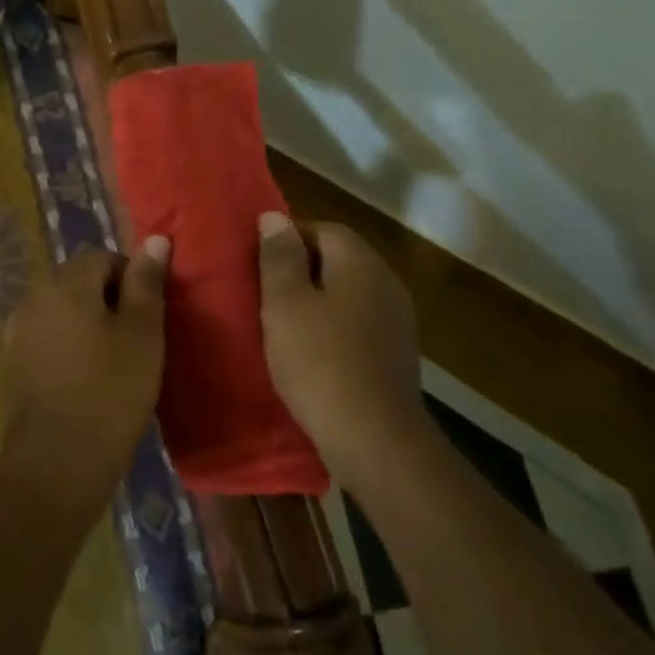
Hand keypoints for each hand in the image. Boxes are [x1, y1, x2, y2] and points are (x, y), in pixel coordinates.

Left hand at [0, 239, 169, 512]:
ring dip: (86, 321)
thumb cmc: (112, 389)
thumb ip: (146, 281)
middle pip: (78, 280)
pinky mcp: (13, 359)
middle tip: (134, 339)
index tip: (148, 317)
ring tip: (111, 359)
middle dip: (107, 299)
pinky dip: (66, 343)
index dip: (131, 280)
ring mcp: (18, 328)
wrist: (59, 458)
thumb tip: (155, 238)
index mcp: (66, 282)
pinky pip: (47, 335)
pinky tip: (83, 375)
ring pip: (62, 308)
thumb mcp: (143, 332)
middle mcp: (35, 295)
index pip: (103, 257)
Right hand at [258, 212, 423, 486]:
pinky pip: (358, 323)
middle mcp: (386, 282)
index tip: (257, 263)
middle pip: (339, 258)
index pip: (323, 228)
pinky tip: (311, 352)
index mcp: (361, 263)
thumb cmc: (319, 362)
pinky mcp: (396, 352)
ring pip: (349, 293)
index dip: (287, 239)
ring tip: (281, 323)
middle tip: (263, 293)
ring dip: (317, 300)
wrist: (374, 438)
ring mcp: (397, 319)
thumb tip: (275, 216)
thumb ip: (279, 257)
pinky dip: (333, 327)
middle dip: (300, 269)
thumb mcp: (285, 304)